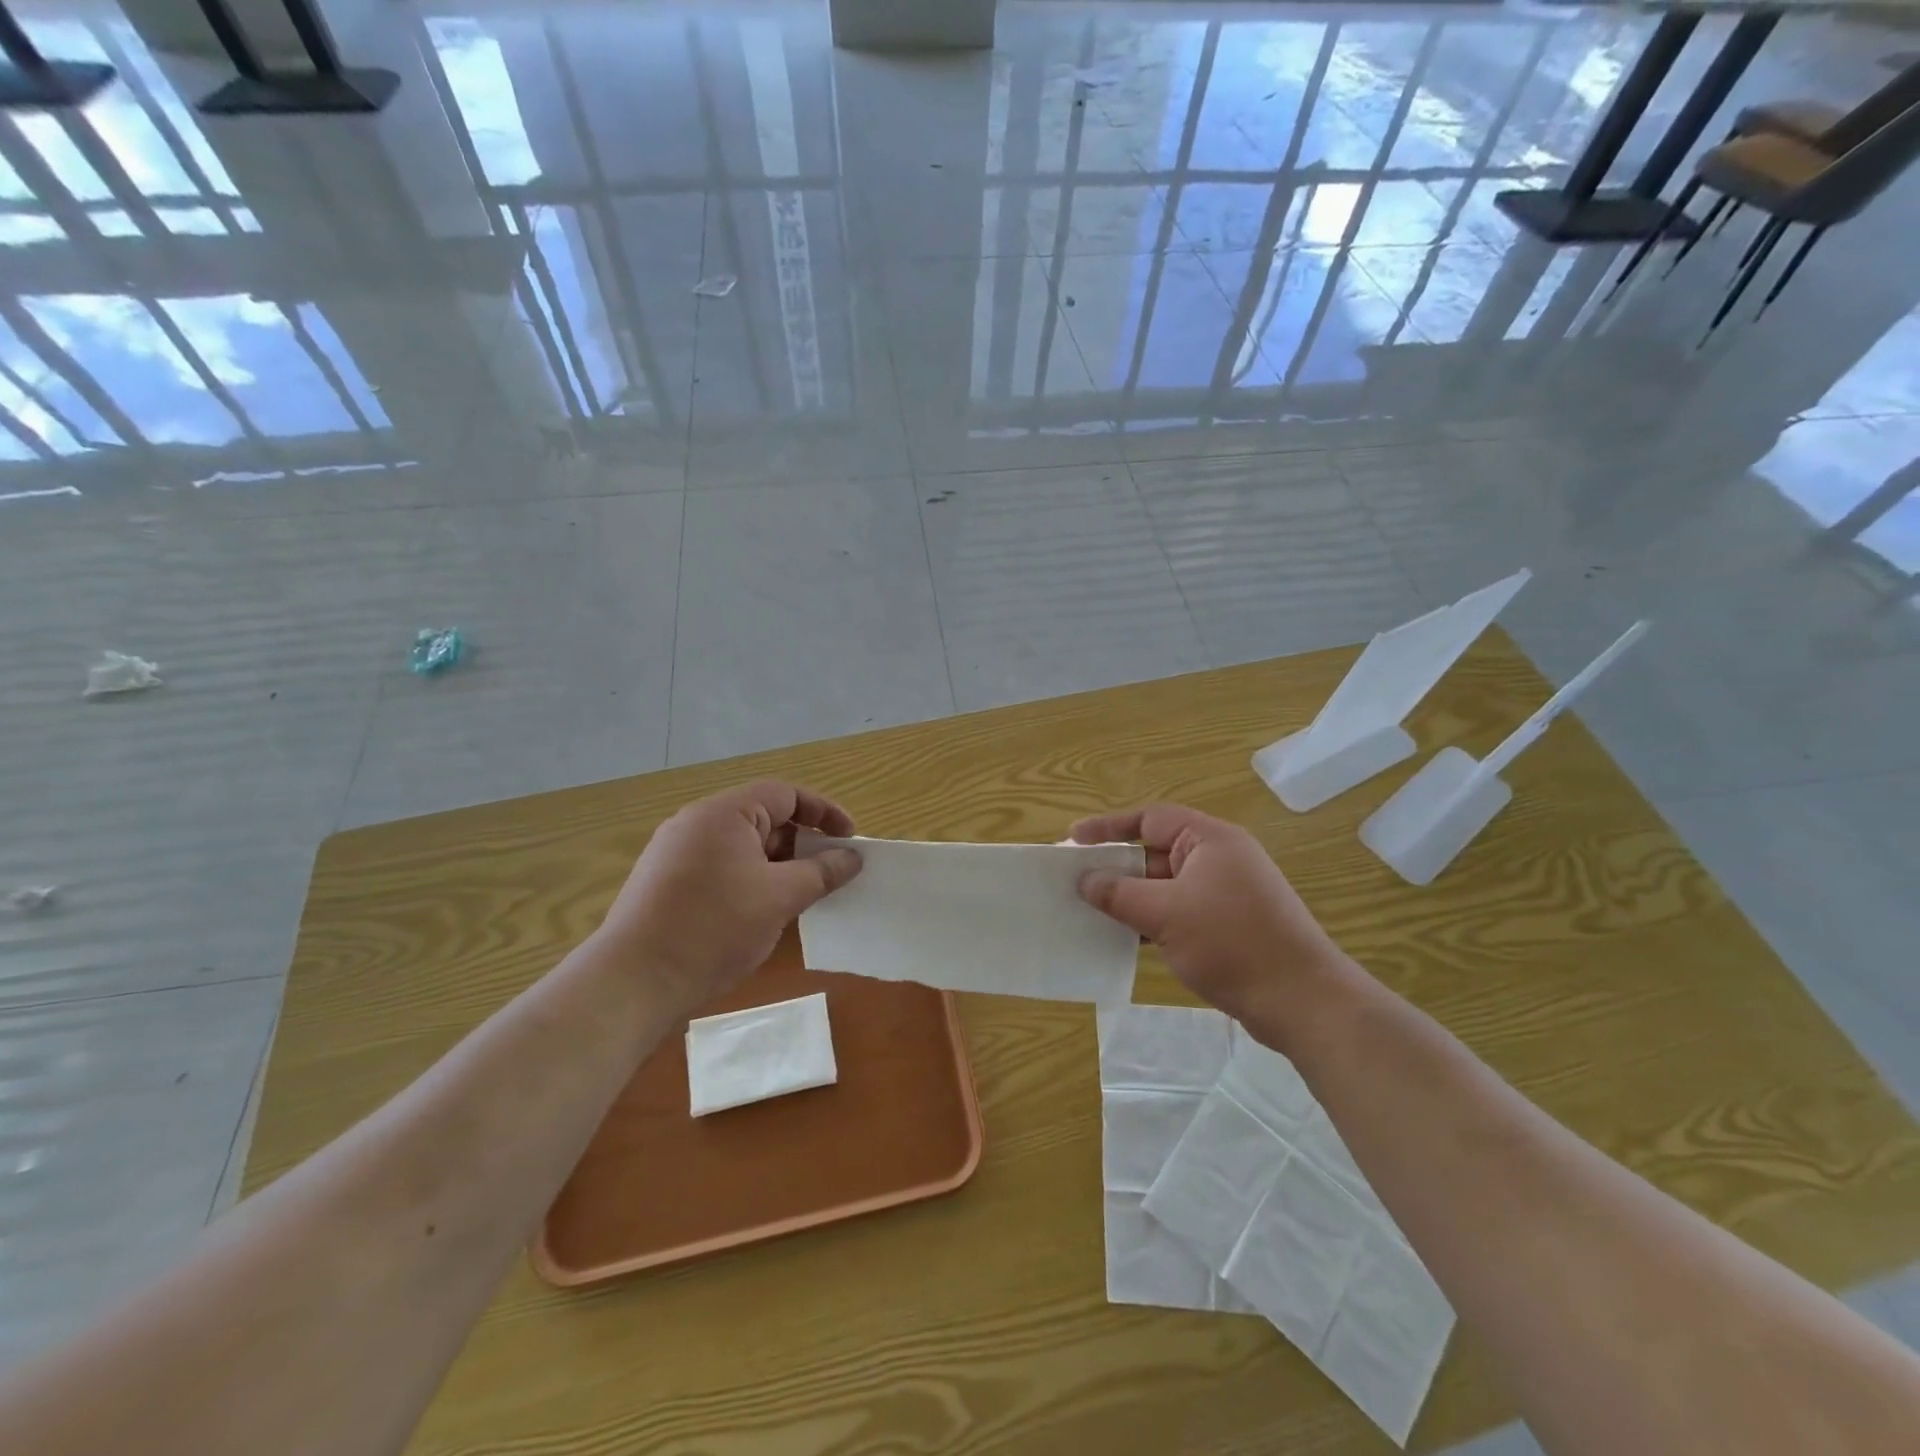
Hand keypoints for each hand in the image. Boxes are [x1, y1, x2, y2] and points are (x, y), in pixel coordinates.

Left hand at [599, 781, 862, 1014]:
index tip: (850, 839)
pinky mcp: (666, 881)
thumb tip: (852, 858)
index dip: (824, 812)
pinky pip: (721, 866)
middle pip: (763, 817)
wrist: (634, 982)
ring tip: (800, 895)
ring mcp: (676, 852)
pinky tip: (761, 911)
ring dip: (777, 864)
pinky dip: (751, 879)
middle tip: (829, 872)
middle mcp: (697, 823)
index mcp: (724, 813)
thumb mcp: (780, 898)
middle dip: (801, 842)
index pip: (786, 794)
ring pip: (743, 845)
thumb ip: (822, 872)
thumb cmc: (714, 929)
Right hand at [1071, 804, 1355, 1046]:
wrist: (1301, 1001)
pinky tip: (1123, 936)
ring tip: (1090, 910)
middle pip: (1155, 852)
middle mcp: (1218, 858)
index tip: (1073, 840)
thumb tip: (1084, 880)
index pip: (1150, 819)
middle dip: (1116, 866)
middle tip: (1075, 880)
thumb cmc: (1232, 942)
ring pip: (1164, 885)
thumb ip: (1119, 893)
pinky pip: (1177, 910)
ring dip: (1130, 897)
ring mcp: (1224, 893)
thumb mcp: (1165, 913)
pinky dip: (1150, 919)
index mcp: (1209, 840)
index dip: (1108, 827)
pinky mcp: (1227, 924)